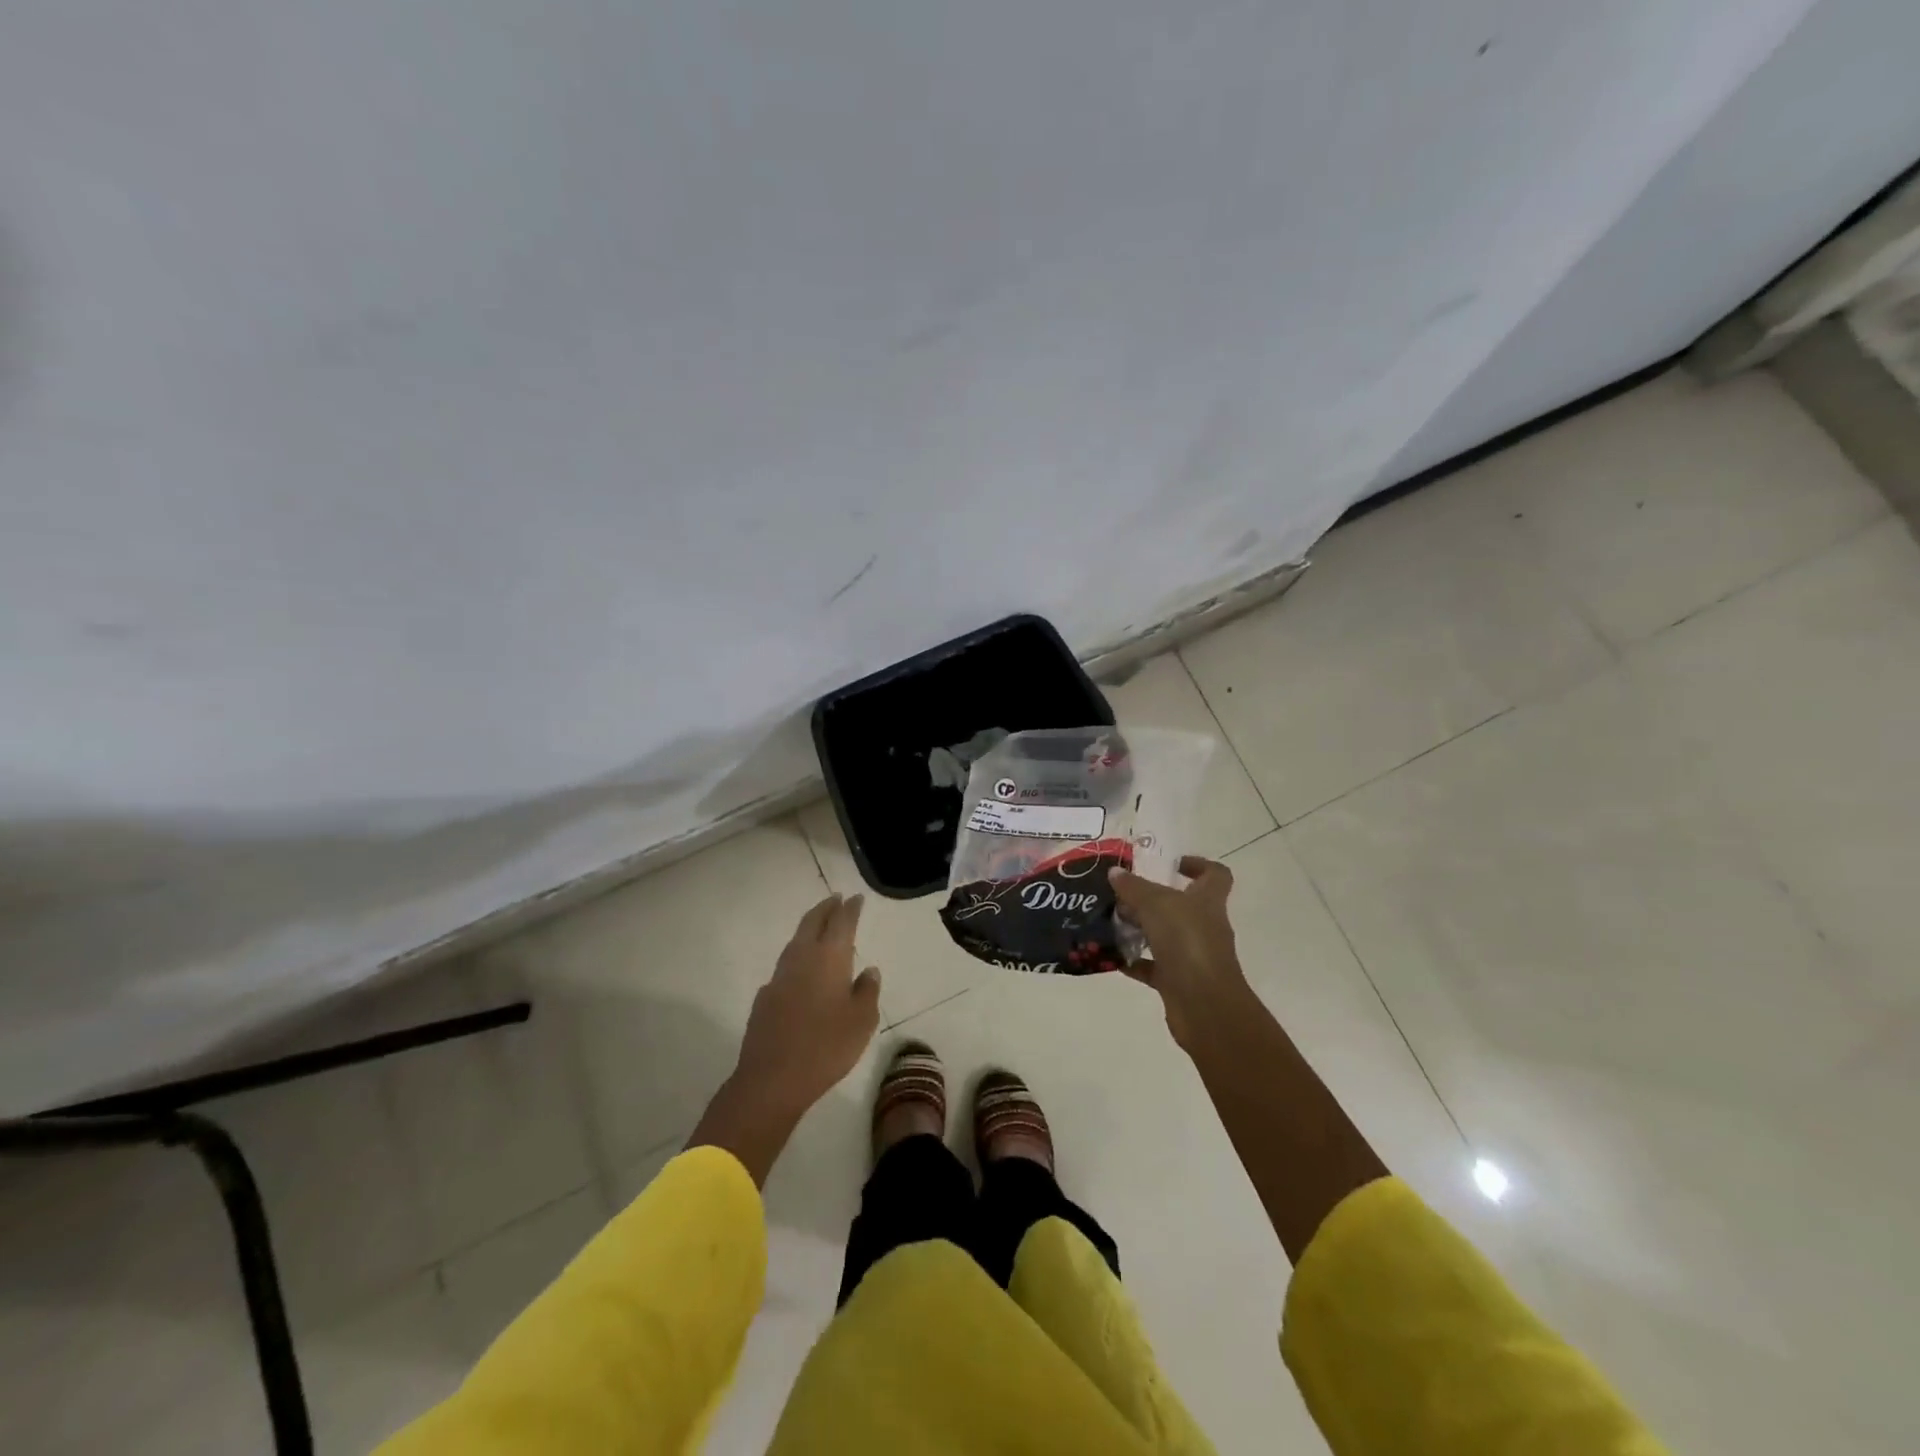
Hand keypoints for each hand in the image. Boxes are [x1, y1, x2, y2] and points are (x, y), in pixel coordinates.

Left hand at [732, 894, 881, 1118]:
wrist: (772, 1079)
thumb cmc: (827, 1047)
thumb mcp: (862, 1021)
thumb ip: (868, 991)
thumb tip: (868, 970)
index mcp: (829, 958)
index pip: (841, 922)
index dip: (850, 908)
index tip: (856, 897)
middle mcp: (802, 958)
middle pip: (812, 922)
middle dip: (826, 908)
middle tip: (836, 899)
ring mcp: (779, 976)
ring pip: (796, 941)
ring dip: (809, 929)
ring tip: (821, 928)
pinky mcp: (765, 997)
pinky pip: (785, 966)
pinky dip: (798, 958)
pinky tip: (802, 972)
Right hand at [1110, 857, 1249, 1047]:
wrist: (1204, 1005)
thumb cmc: (1187, 943)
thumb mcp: (1156, 904)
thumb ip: (1134, 887)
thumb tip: (1115, 872)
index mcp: (1208, 901)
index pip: (1215, 875)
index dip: (1198, 865)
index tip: (1170, 864)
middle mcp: (1204, 926)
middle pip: (1181, 905)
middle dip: (1151, 898)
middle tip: (1120, 893)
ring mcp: (1193, 956)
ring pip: (1164, 935)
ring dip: (1139, 929)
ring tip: (1109, 921)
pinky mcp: (1178, 982)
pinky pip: (1152, 966)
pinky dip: (1133, 961)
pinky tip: (1110, 955)